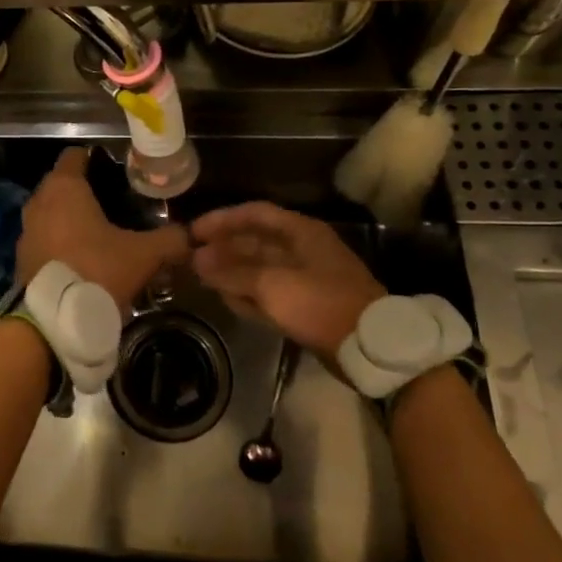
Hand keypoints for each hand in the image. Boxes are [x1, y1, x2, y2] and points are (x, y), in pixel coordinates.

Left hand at [17, 148, 189, 308]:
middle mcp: (39, 202)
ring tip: (104, 236)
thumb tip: (191, 235)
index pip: (76, 155)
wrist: (53, 323)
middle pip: (64, 184)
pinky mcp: (22, 259)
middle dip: (88, 192)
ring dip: (72, 220)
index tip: (120, 174)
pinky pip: (45, 240)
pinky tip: (85, 261)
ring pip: (52, 213)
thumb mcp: (143, 255)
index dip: (98, 159)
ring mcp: (26, 231)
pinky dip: (61, 244)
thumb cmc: (97, 271)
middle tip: (118, 206)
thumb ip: (170, 240)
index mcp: (64, 187)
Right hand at [191, 202, 382, 355]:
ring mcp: (305, 278)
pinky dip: (248, 294)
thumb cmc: (320, 303)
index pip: (254, 213)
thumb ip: (232, 272)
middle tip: (193, 258)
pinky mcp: (306, 305)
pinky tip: (225, 298)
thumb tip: (198, 260)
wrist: (369, 347)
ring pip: (260, 268)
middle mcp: (302, 249)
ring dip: (232, 272)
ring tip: (202, 277)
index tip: (194, 232)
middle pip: (255, 241)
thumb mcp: (272, 285)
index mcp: (300, 232)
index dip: (222, 219)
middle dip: (224, 248)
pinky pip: (269, 293)